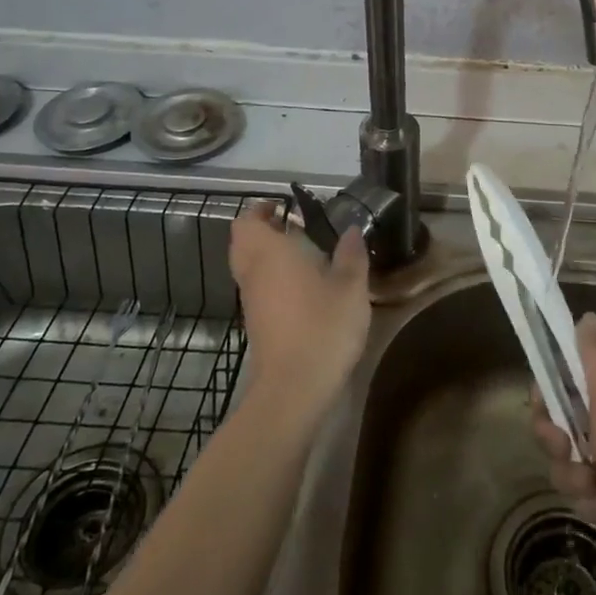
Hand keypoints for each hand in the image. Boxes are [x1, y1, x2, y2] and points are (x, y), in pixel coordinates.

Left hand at [229, 202, 370, 418]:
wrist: (294, 389)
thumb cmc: (322, 328)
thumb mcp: (351, 288)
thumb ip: (351, 255)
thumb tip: (352, 230)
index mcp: (270, 253)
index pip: (248, 221)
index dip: (261, 209)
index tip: (285, 206)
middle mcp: (253, 272)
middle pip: (243, 241)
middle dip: (263, 229)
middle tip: (294, 225)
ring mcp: (251, 300)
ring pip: (248, 266)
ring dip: (267, 254)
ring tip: (306, 253)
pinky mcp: (256, 324)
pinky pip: (257, 287)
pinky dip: (272, 278)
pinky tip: (304, 287)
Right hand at [531, 312, 595, 563]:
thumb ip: (593, 351)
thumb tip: (587, 315)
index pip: (567, 376)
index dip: (548, 391)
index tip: (542, 405)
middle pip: (562, 421)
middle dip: (556, 440)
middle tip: (564, 448)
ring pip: (570, 461)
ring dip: (575, 476)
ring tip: (594, 484)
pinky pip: (588, 492)